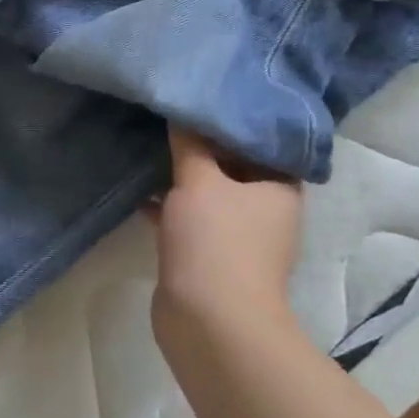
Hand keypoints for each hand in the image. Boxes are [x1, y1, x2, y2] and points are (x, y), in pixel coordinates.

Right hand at [154, 127, 304, 325]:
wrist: (210, 322)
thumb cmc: (216, 241)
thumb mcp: (199, 180)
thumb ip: (190, 143)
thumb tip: (183, 110)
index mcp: (279, 188)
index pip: (263, 140)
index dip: (236, 118)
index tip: (206, 95)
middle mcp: (265, 210)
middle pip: (234, 165)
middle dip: (202, 144)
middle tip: (172, 114)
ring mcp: (237, 237)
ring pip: (209, 193)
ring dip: (182, 175)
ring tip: (150, 144)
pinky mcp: (209, 257)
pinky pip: (189, 219)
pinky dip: (169, 205)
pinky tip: (139, 191)